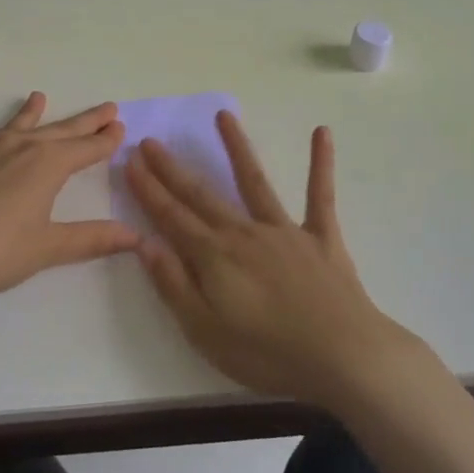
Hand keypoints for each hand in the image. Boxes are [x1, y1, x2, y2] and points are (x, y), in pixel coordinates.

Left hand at [0, 92, 138, 308]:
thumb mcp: (50, 247)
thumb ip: (92, 239)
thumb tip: (136, 236)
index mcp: (46, 165)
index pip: (85, 148)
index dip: (105, 140)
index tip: (121, 127)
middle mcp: (17, 149)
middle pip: (58, 130)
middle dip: (84, 121)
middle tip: (106, 107)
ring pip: (10, 128)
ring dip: (26, 114)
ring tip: (37, 97)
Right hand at [124, 111, 403, 408]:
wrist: (343, 357)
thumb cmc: (268, 353)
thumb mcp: (205, 332)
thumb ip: (174, 284)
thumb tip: (144, 242)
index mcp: (214, 257)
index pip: (171, 217)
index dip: (148, 189)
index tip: (130, 161)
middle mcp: (244, 232)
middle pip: (201, 195)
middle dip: (172, 168)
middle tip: (150, 140)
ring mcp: (285, 230)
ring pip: (254, 181)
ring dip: (237, 147)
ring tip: (223, 115)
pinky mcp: (321, 237)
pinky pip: (320, 195)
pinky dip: (321, 163)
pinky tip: (322, 132)